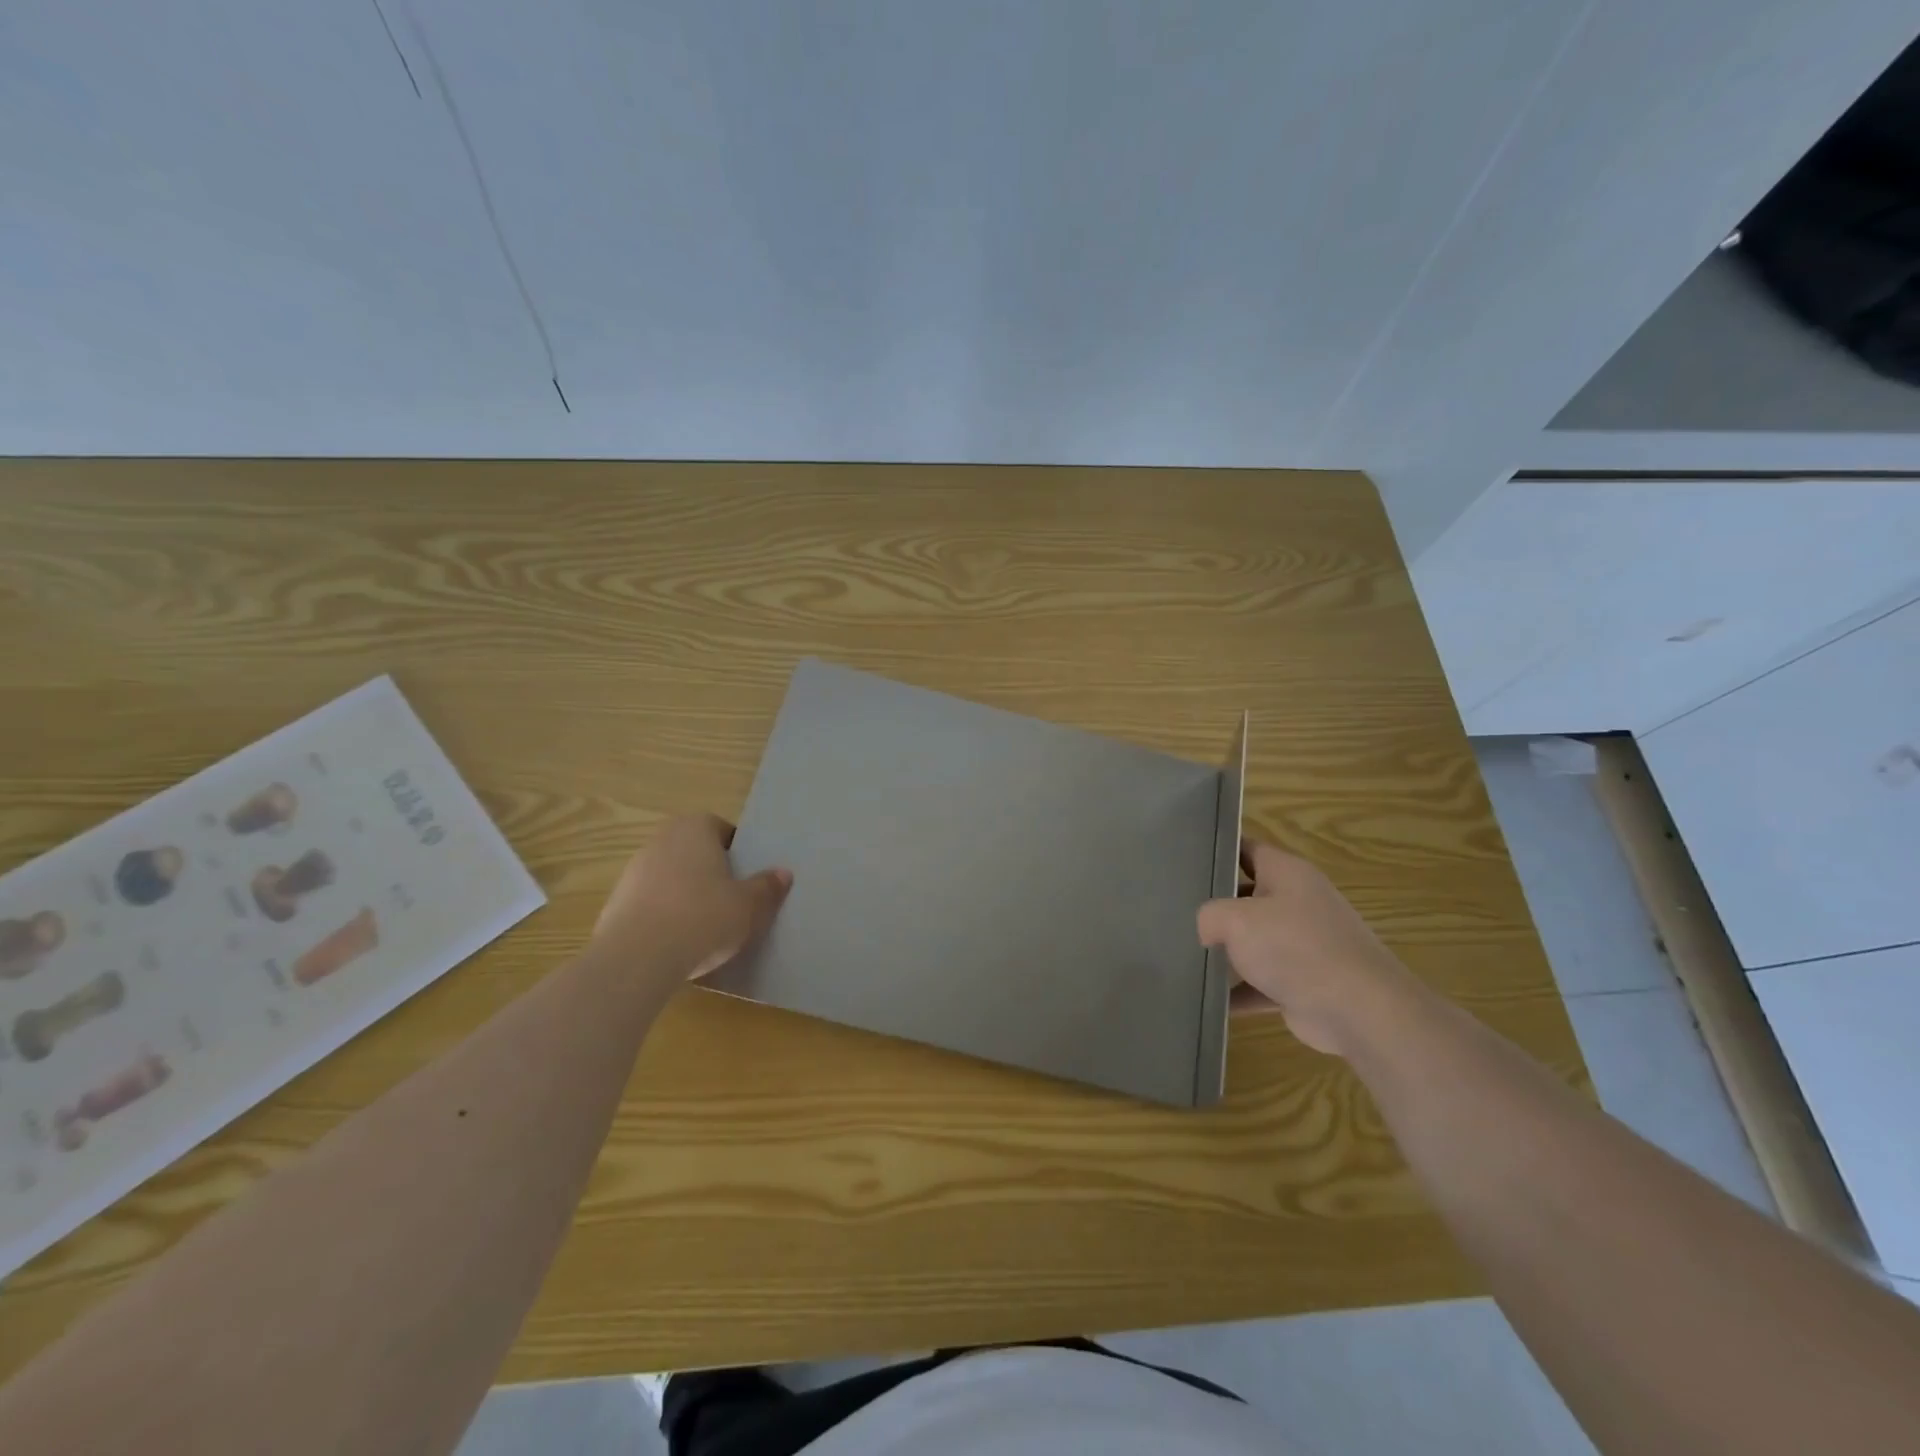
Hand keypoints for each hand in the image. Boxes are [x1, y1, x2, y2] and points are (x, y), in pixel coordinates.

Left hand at [592, 813, 791, 986]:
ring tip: (705, 927)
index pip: (722, 830)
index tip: (748, 879)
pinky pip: (651, 904)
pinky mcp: (616, 903)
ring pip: (671, 878)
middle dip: (711, 873)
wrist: (637, 958)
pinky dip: (665, 917)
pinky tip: (678, 942)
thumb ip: (766, 887)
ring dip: (686, 896)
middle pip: (694, 852)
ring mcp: (633, 871)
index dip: (738, 853)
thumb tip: (783, 873)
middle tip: (732, 902)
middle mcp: (661, 840)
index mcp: (694, 828)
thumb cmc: (703, 917)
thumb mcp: (749, 905)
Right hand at [1196, 843, 1419, 1057]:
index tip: (1184, 857)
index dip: (1217, 850)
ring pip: (1254, 940)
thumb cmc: (1294, 947)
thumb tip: (1206, 931)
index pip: (1247, 848)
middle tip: (1175, 908)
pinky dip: (1239, 991)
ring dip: (1226, 951)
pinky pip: (1261, 982)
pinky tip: (1209, 1000)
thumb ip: (1209, 915)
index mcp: (1287, 873)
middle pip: (1247, 895)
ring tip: (1185, 953)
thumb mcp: (1236, 919)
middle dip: (1215, 904)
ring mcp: (1303, 944)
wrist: (1359, 1010)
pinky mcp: (1304, 982)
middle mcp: (1298, 903)